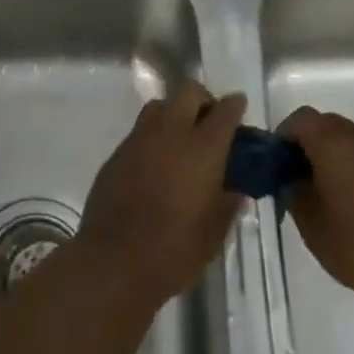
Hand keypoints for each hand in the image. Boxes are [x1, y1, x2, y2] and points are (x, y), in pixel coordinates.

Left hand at [77, 83, 245, 310]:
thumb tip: (234, 189)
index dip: (235, 105)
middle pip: (188, 91)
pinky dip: (152, 138)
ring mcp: (139, 139)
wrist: (114, 261)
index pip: (225, 110)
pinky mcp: (116, 154)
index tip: (239, 108)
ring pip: (159, 105)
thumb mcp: (215, 233)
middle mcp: (171, 132)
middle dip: (203, 100)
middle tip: (208, 123)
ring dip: (174, 114)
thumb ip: (228, 203)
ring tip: (179, 141)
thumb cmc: (175, 250)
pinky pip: (139, 132)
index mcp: (203, 148)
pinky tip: (154, 165)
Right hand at [281, 107, 353, 305]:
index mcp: (333, 143)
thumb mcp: (310, 223)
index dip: (284, 135)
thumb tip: (290, 178)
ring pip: (350, 138)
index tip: (277, 161)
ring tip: (326, 189)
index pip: (301, 119)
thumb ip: (293, 191)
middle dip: (308, 142)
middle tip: (298, 175)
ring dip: (334, 153)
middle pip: (326, 123)